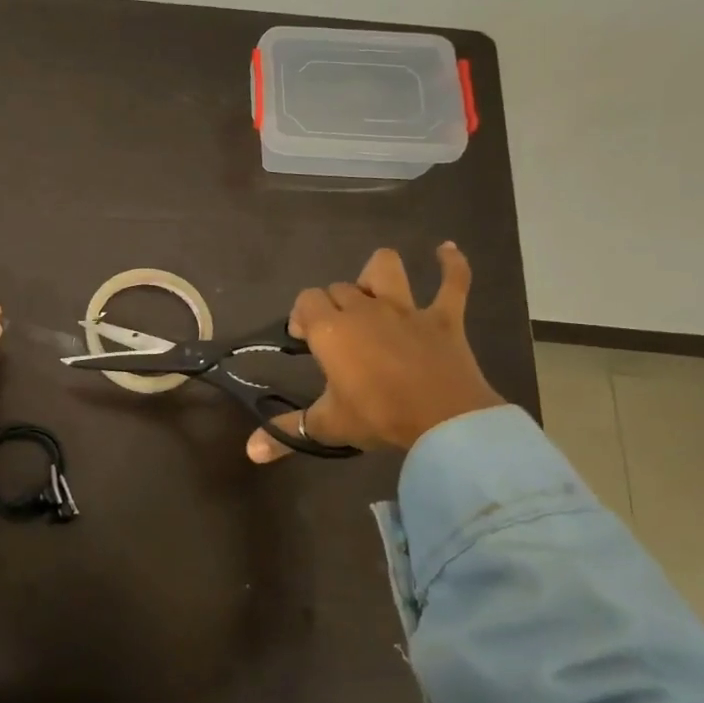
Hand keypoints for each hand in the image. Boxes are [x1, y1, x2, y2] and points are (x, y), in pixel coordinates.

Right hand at [247, 244, 504, 463]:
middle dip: (333, 304)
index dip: (302, 315)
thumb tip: (250, 452)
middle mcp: (364, 309)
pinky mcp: (444, 318)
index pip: (306, 301)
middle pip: (339, 288)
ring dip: (377, 274)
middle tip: (336, 334)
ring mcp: (406, 309)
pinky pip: (453, 282)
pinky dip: (452, 265)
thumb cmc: (378, 417)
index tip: (305, 339)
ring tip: (374, 289)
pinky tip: (446, 251)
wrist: (444, 421)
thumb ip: (286, 432)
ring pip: (386, 268)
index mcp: (332, 330)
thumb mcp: (327, 426)